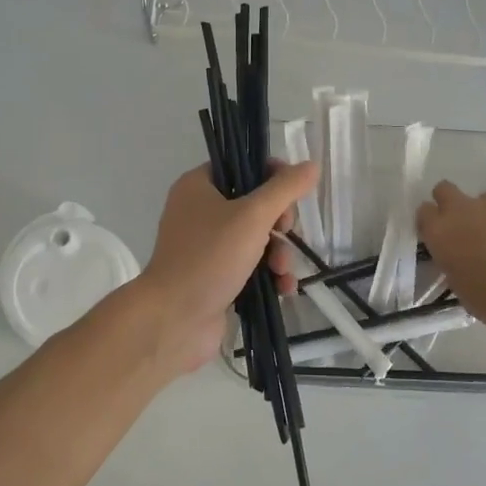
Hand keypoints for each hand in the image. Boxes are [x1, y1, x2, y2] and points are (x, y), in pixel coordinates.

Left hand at [136, 161, 319, 374]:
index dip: (271, 176)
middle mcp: (199, 212)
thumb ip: (285, 188)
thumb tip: (311, 165)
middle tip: (284, 232)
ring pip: (256, 239)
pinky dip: (269, 275)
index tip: (290, 194)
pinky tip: (283, 289)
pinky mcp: (215, 278)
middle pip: (254, 205)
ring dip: (278, 253)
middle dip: (278, 224)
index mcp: (198, 186)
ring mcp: (206, 248)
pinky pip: (250, 267)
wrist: (173, 320)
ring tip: (282, 271)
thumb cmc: (209, 258)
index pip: (242, 166)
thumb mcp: (252, 216)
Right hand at [416, 181, 485, 341]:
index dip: (433, 224)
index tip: (443, 238)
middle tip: (470, 230)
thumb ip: (454, 265)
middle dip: (453, 205)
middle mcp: (463, 210)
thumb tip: (459, 257)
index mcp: (441, 235)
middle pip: (445, 190)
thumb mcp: (464, 293)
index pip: (424, 213)